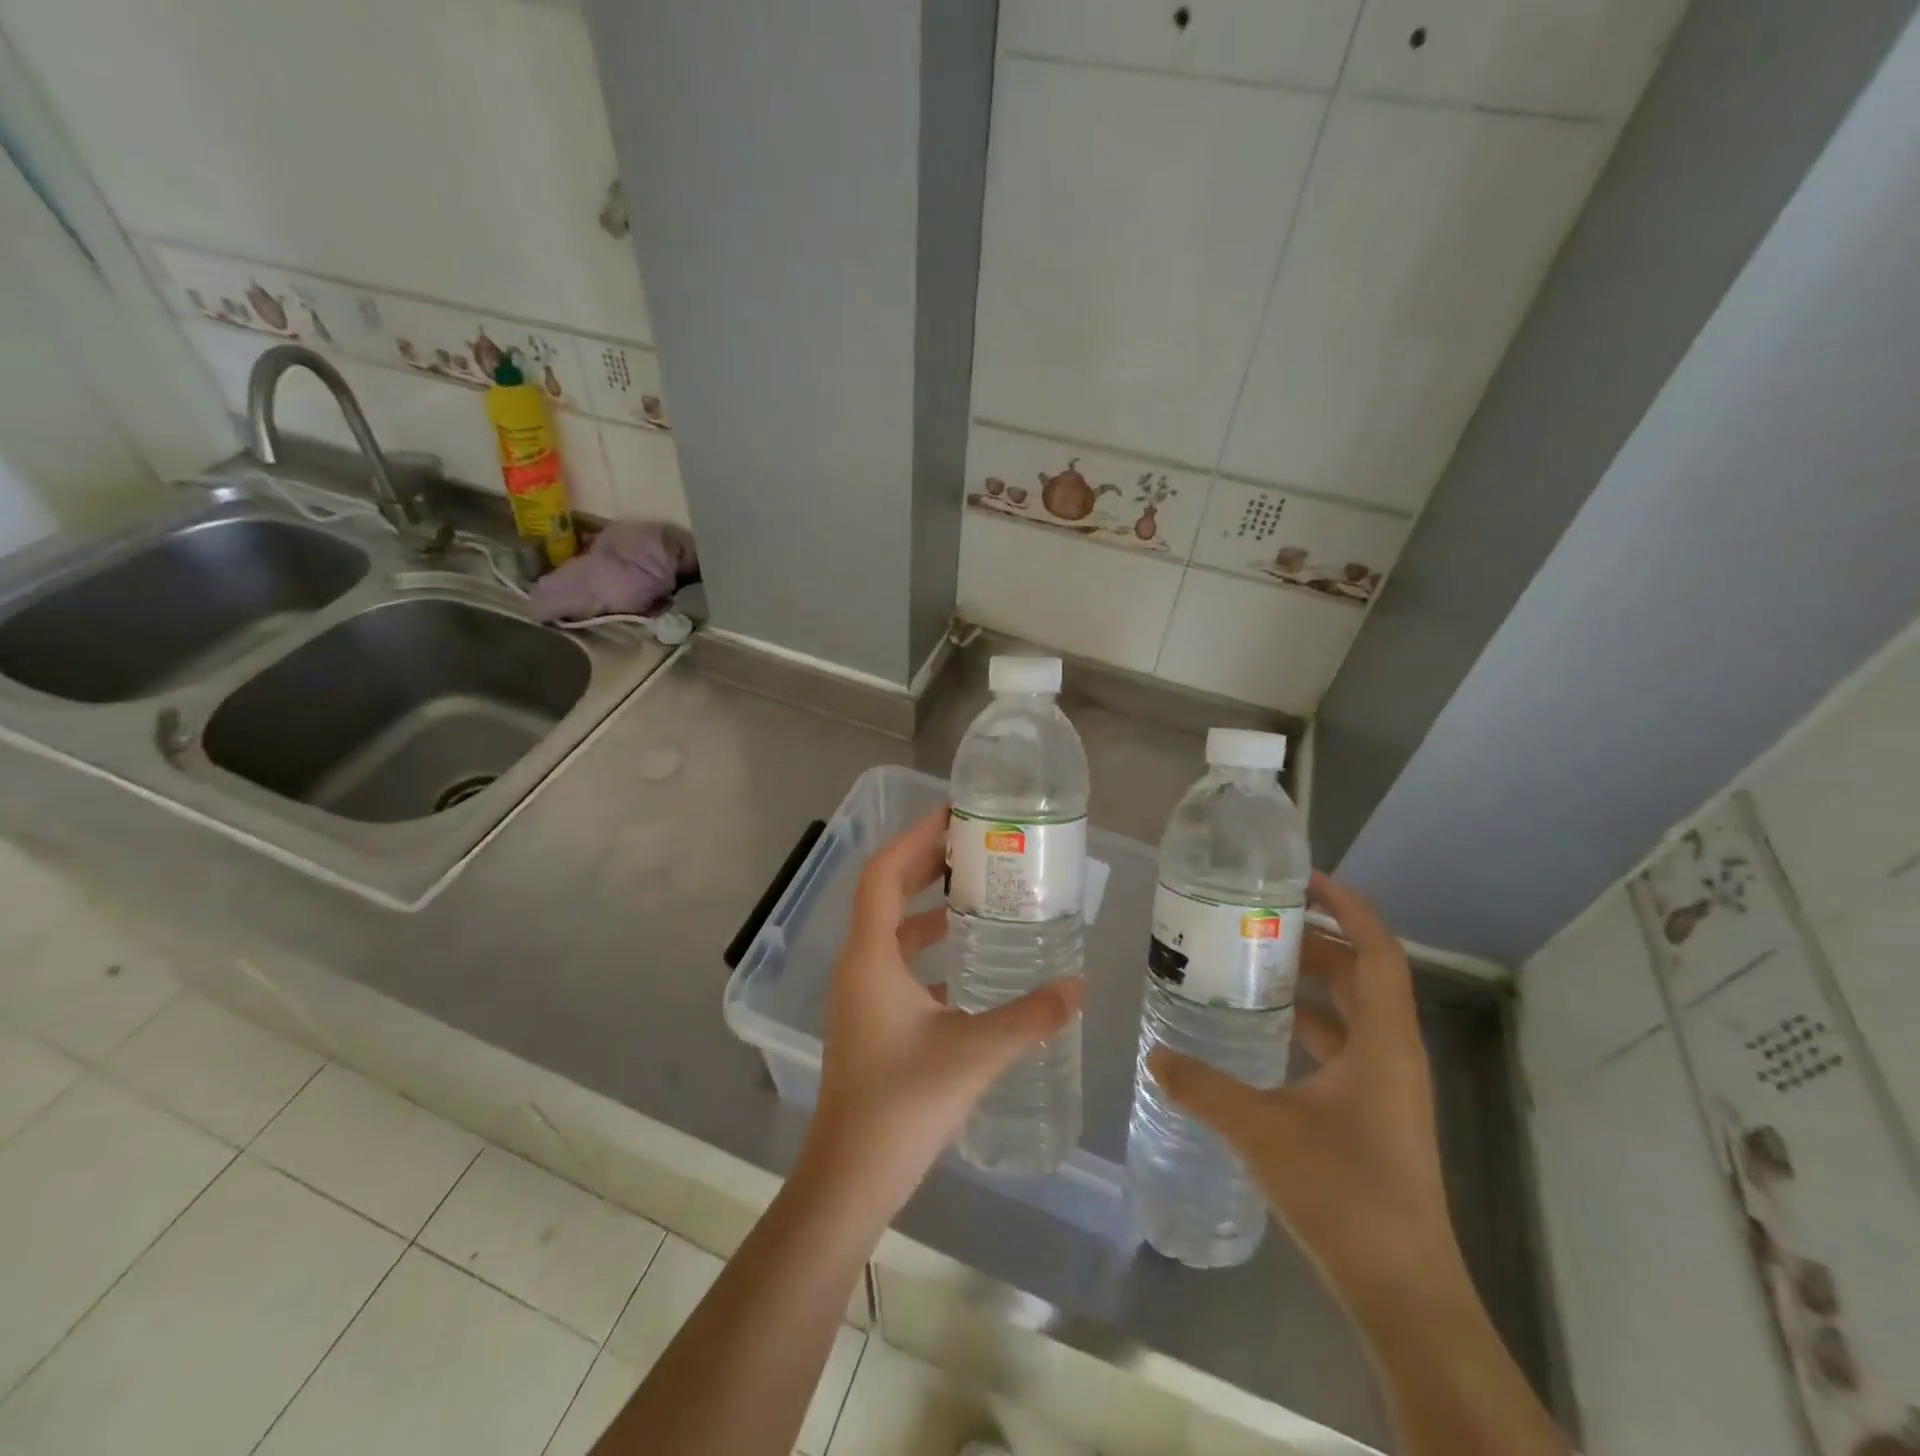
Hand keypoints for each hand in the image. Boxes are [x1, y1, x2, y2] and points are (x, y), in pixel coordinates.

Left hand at [799, 804, 1082, 1213]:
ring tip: (976, 892)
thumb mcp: (973, 1053)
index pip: (883, 874)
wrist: (849, 1178)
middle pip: (885, 894)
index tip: (952, 814)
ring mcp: (860, 995)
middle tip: (973, 844)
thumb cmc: (901, 1106)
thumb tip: (1078, 986)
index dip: (914, 838)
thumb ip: (1029, 1017)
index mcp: (870, 957)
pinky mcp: (869, 1020)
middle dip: (924, 863)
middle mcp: (858, 966)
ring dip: (926, 906)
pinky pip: (897, 964)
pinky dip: (927, 948)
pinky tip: (967, 962)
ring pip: (891, 931)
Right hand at [1148, 871, 1458, 1304]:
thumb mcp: (1262, 1131)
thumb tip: (1154, 1053)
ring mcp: (1386, 1087)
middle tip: (1257, 920)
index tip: (1304, 879)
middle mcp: (1392, 1054)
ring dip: (1310, 984)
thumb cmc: (1345, 1194)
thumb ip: (1204, 1087)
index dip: (1348, 908)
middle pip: (1362, 975)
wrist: (1403, 1291)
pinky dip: (1307, 1025)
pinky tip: (1262, 1032)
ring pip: (1351, 1012)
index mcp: (1383, 1043)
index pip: (1378, 952)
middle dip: (1315, 941)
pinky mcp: (1373, 1114)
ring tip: (1252, 964)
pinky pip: (1342, 1047)